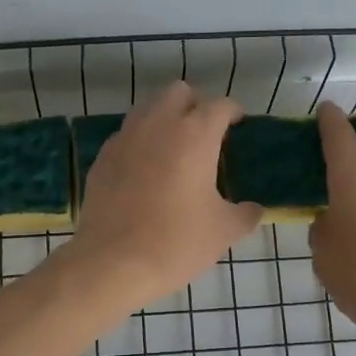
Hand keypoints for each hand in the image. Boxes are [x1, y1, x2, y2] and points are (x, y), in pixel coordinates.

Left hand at [68, 82, 261, 306]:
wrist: (112, 263)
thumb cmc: (176, 243)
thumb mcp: (223, 231)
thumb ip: (245, 213)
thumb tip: (253, 209)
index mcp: (194, 135)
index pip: (219, 105)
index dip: (233, 112)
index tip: (238, 125)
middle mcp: (158, 125)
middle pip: (179, 92)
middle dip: (195, 105)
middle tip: (205, 133)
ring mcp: (124, 139)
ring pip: (147, 109)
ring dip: (164, 119)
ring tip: (174, 148)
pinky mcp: (102, 158)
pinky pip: (126, 136)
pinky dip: (140, 142)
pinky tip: (145, 170)